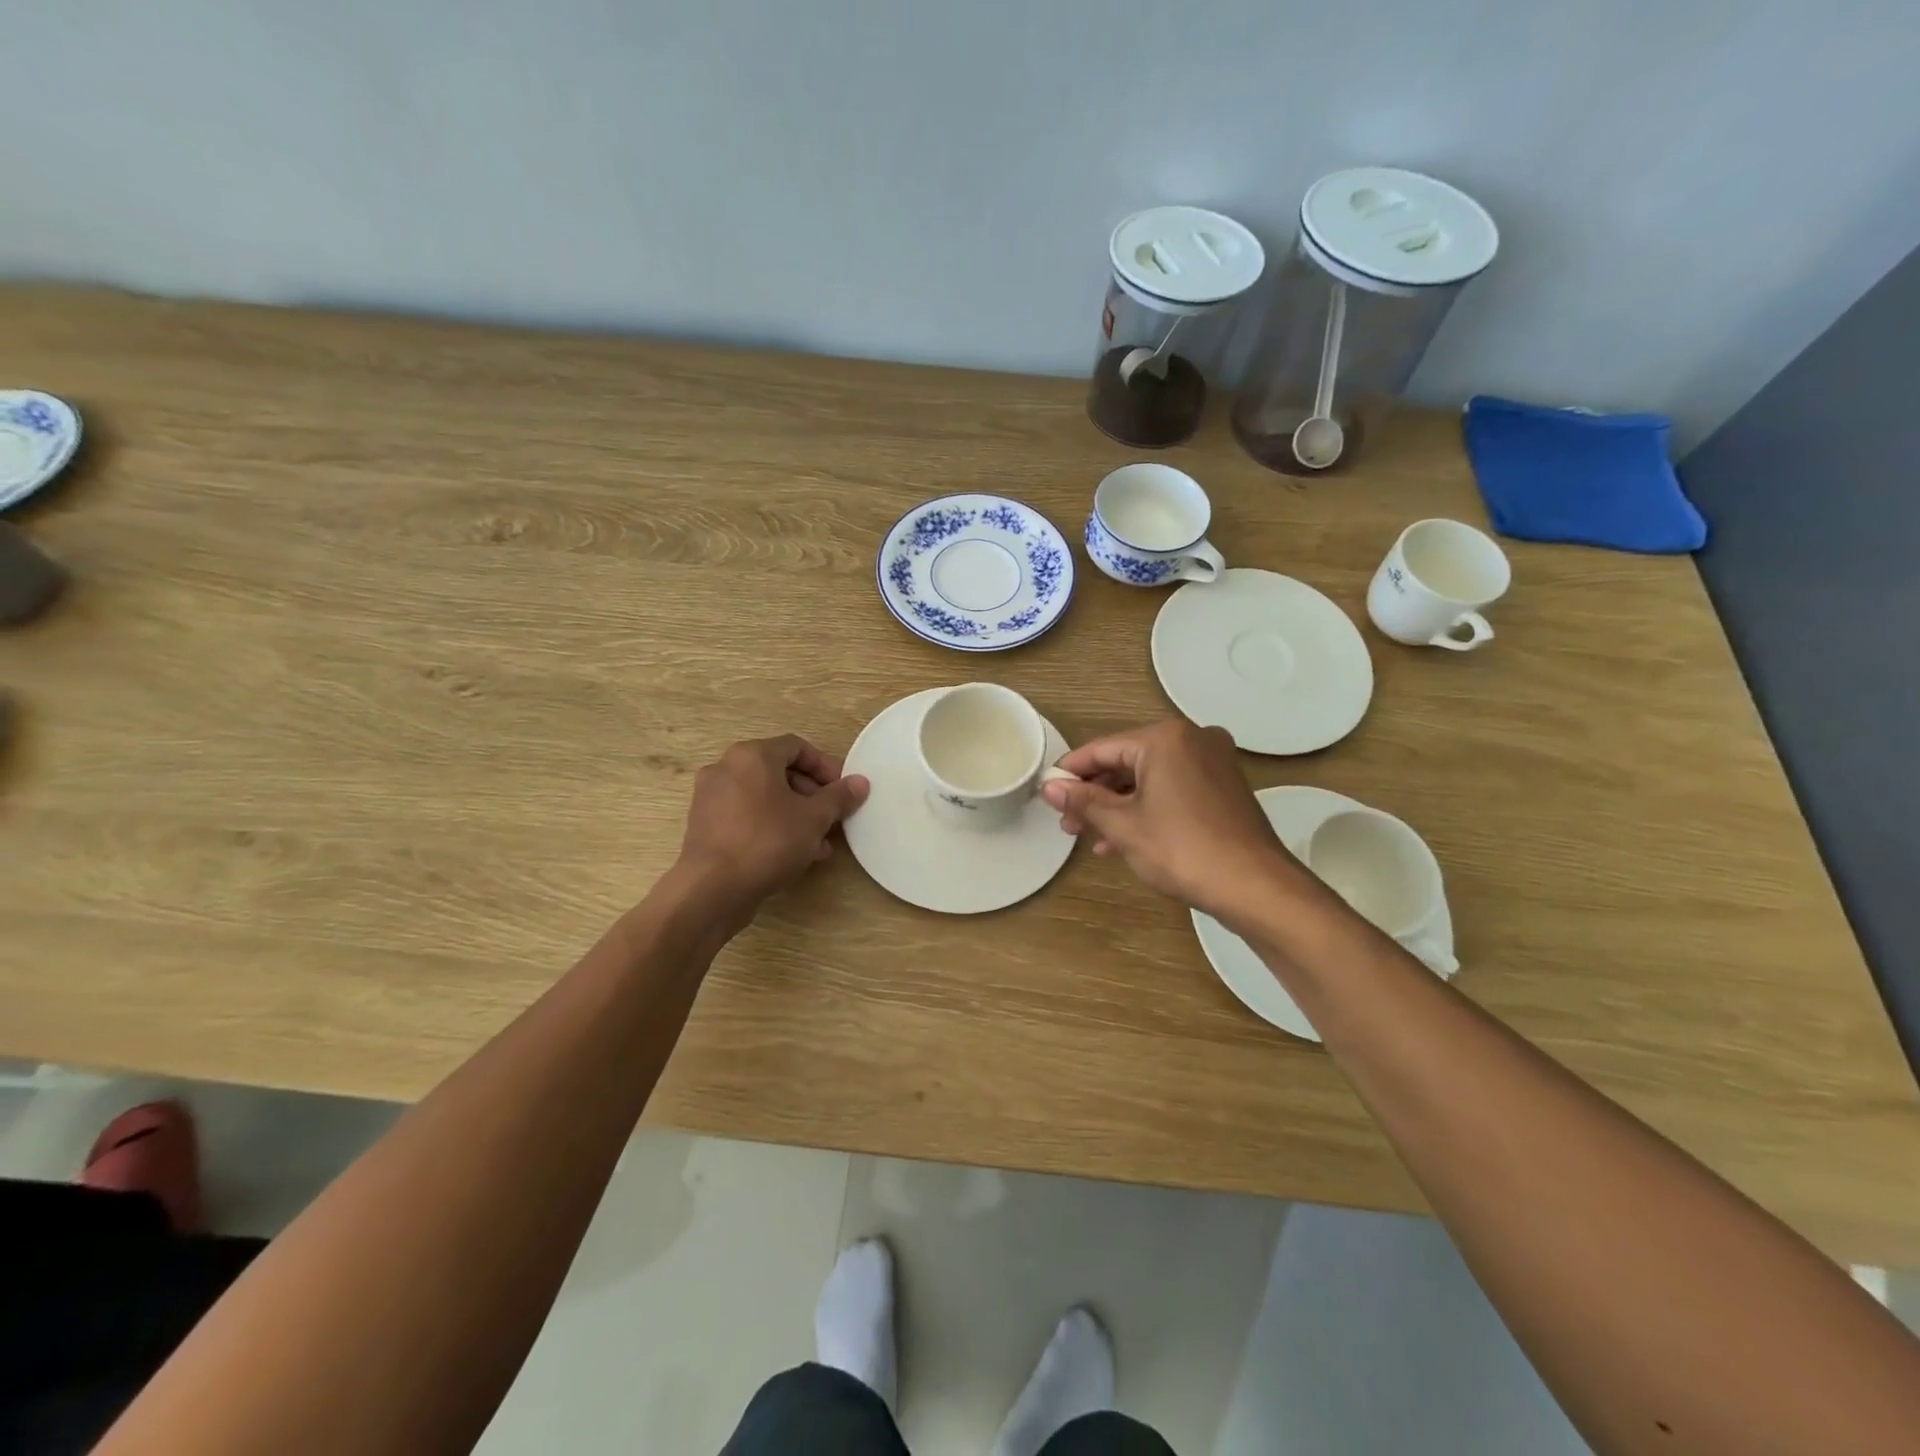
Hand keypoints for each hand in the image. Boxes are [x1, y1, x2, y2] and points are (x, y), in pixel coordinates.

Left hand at [675, 734, 869, 911]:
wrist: (712, 889)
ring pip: (764, 798)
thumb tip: (860, 782)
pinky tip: (793, 854)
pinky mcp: (704, 825)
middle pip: (779, 772)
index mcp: (752, 756)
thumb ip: (839, 797)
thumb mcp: (814, 819)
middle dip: (811, 795)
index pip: (796, 747)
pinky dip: (771, 826)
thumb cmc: (768, 841)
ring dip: (795, 815)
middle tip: (832, 818)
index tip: (843, 790)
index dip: (825, 766)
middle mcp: (726, 768)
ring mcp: (711, 797)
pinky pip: (746, 816)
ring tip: (819, 843)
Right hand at [1043, 719, 1298, 918]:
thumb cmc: (1183, 849)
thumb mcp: (1123, 825)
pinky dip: (1146, 808)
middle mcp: (1192, 739)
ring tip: (1089, 835)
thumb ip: (1083, 801)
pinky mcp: (1223, 787)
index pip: (1103, 748)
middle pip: (1127, 761)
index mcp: (1166, 738)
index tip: (1046, 792)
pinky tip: (1122, 839)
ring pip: (1149, 778)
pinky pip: (1172, 789)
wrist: (1255, 887)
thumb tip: (1048, 786)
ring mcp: (1213, 762)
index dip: (1071, 771)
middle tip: (1067, 822)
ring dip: (1118, 805)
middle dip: (1095, 793)